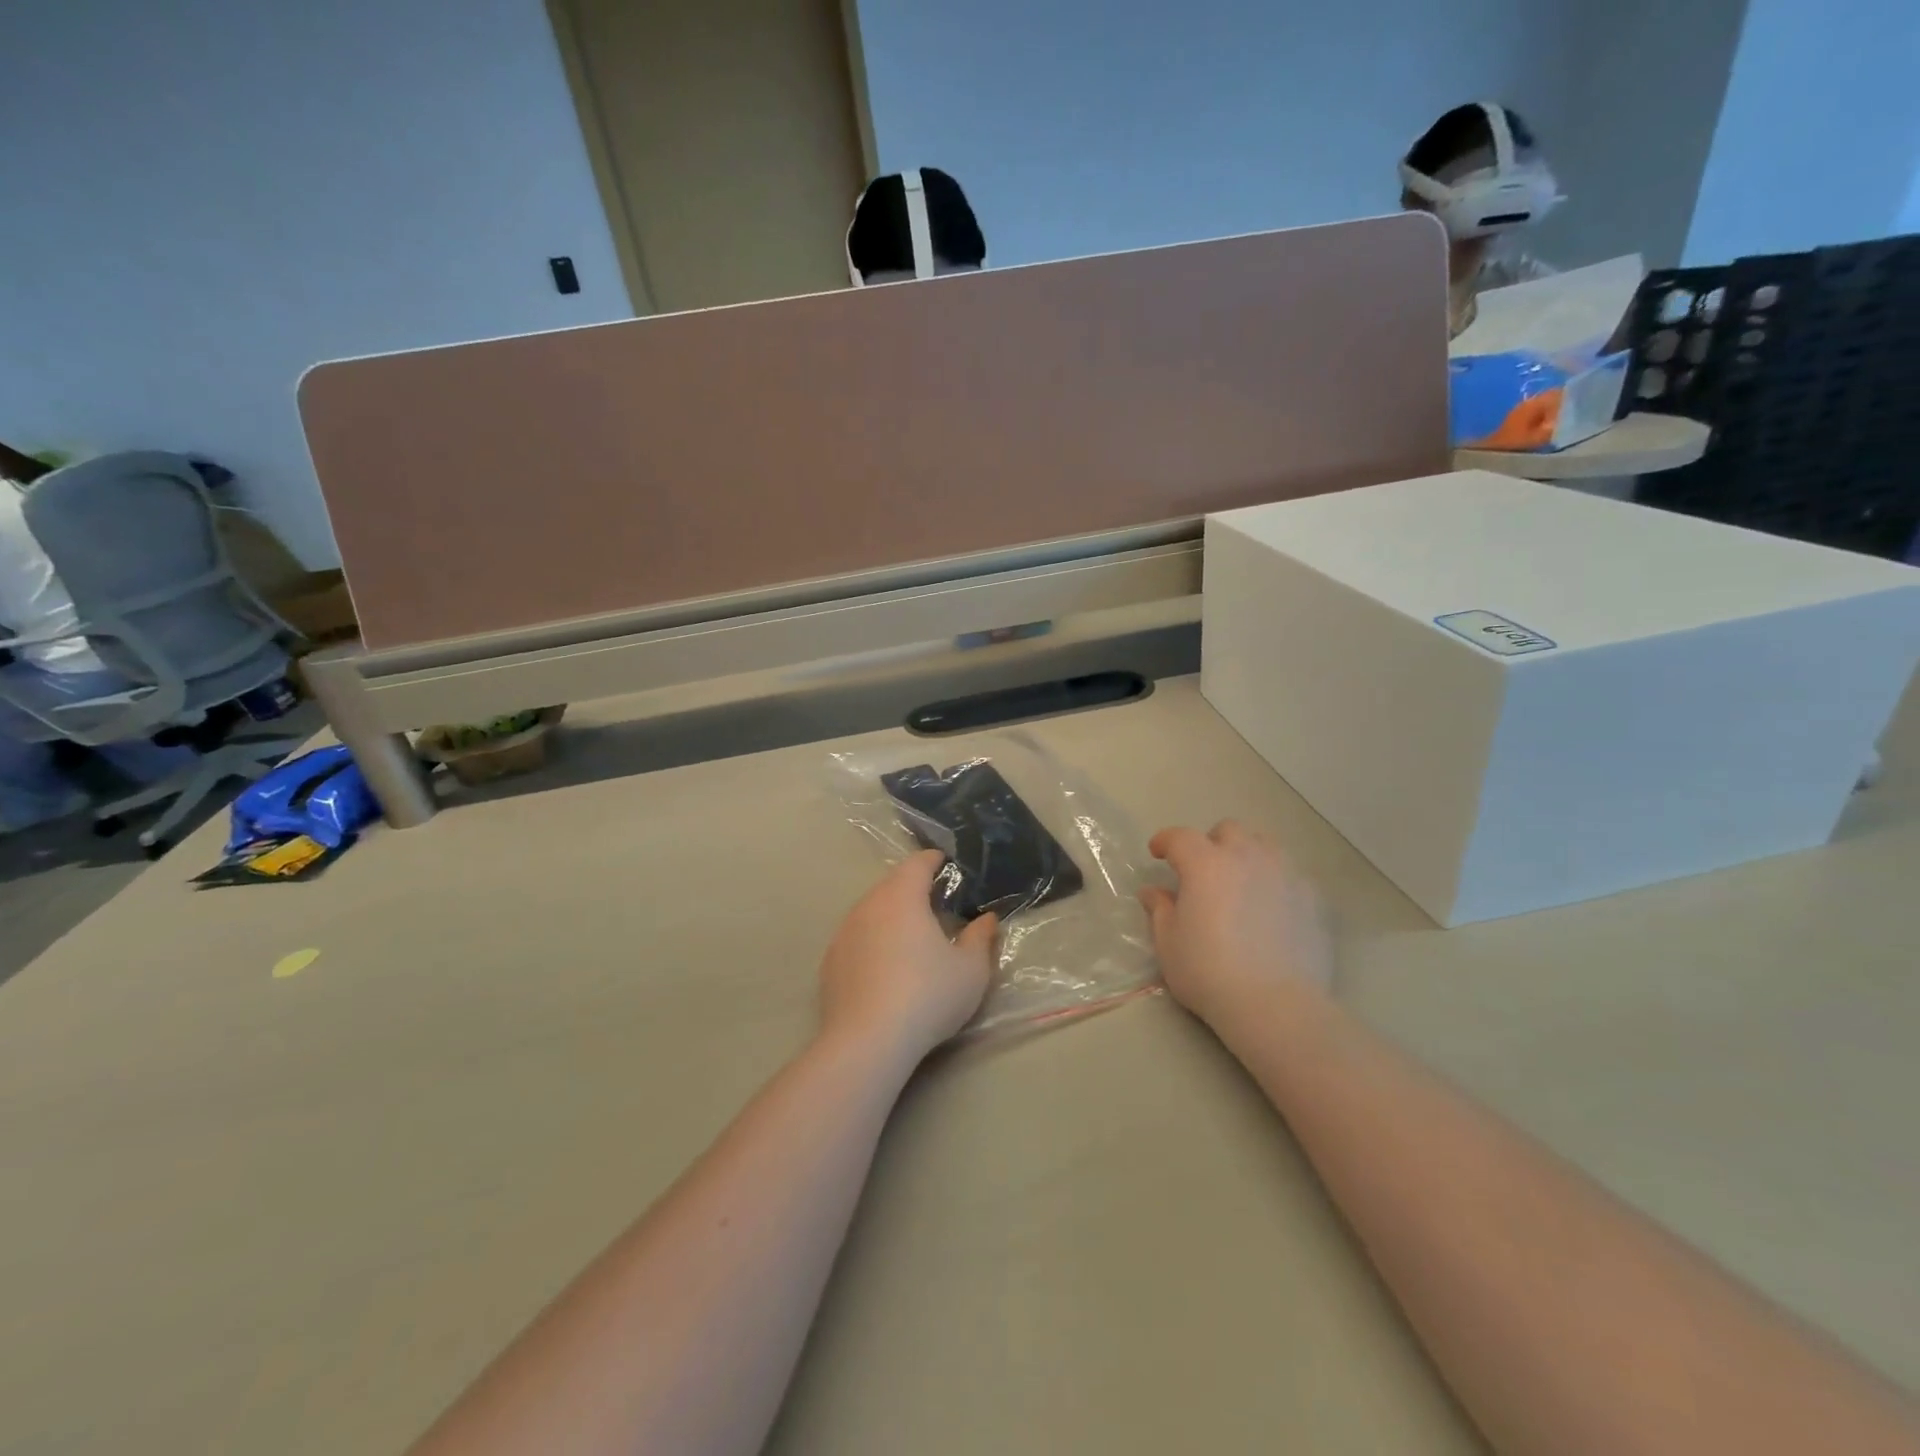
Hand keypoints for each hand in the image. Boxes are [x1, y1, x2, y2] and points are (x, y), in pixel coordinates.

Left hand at [819, 851, 998, 1064]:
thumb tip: (986, 919)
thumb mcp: (970, 970)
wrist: (867, 1042)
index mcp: (902, 897)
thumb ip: (980, 938)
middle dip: (914, 888)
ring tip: (912, 937)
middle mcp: (868, 905)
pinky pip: (857, 938)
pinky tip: (885, 968)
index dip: (935, 861)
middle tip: (937, 904)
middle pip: (892, 884)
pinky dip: (873, 941)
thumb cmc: (927, 996)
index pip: (918, 863)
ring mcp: (844, 933)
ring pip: (872, 911)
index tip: (949, 867)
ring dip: (891, 916)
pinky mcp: (830, 962)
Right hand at [1138, 821, 1332, 1028]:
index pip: (1180, 837)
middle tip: (1202, 871)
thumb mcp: (1169, 943)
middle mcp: (1247, 857)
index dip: (1165, 841)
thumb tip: (1153, 892)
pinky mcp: (1312, 898)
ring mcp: (1285, 874)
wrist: (1275, 1004)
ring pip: (1264, 844)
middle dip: (1211, 843)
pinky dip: (1275, 880)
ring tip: (1240, 882)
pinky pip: (1290, 874)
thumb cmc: (1209, 971)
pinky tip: (1271, 907)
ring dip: (1247, 854)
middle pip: (1228, 830)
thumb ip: (1160, 910)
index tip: (1157, 853)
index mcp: (1205, 864)